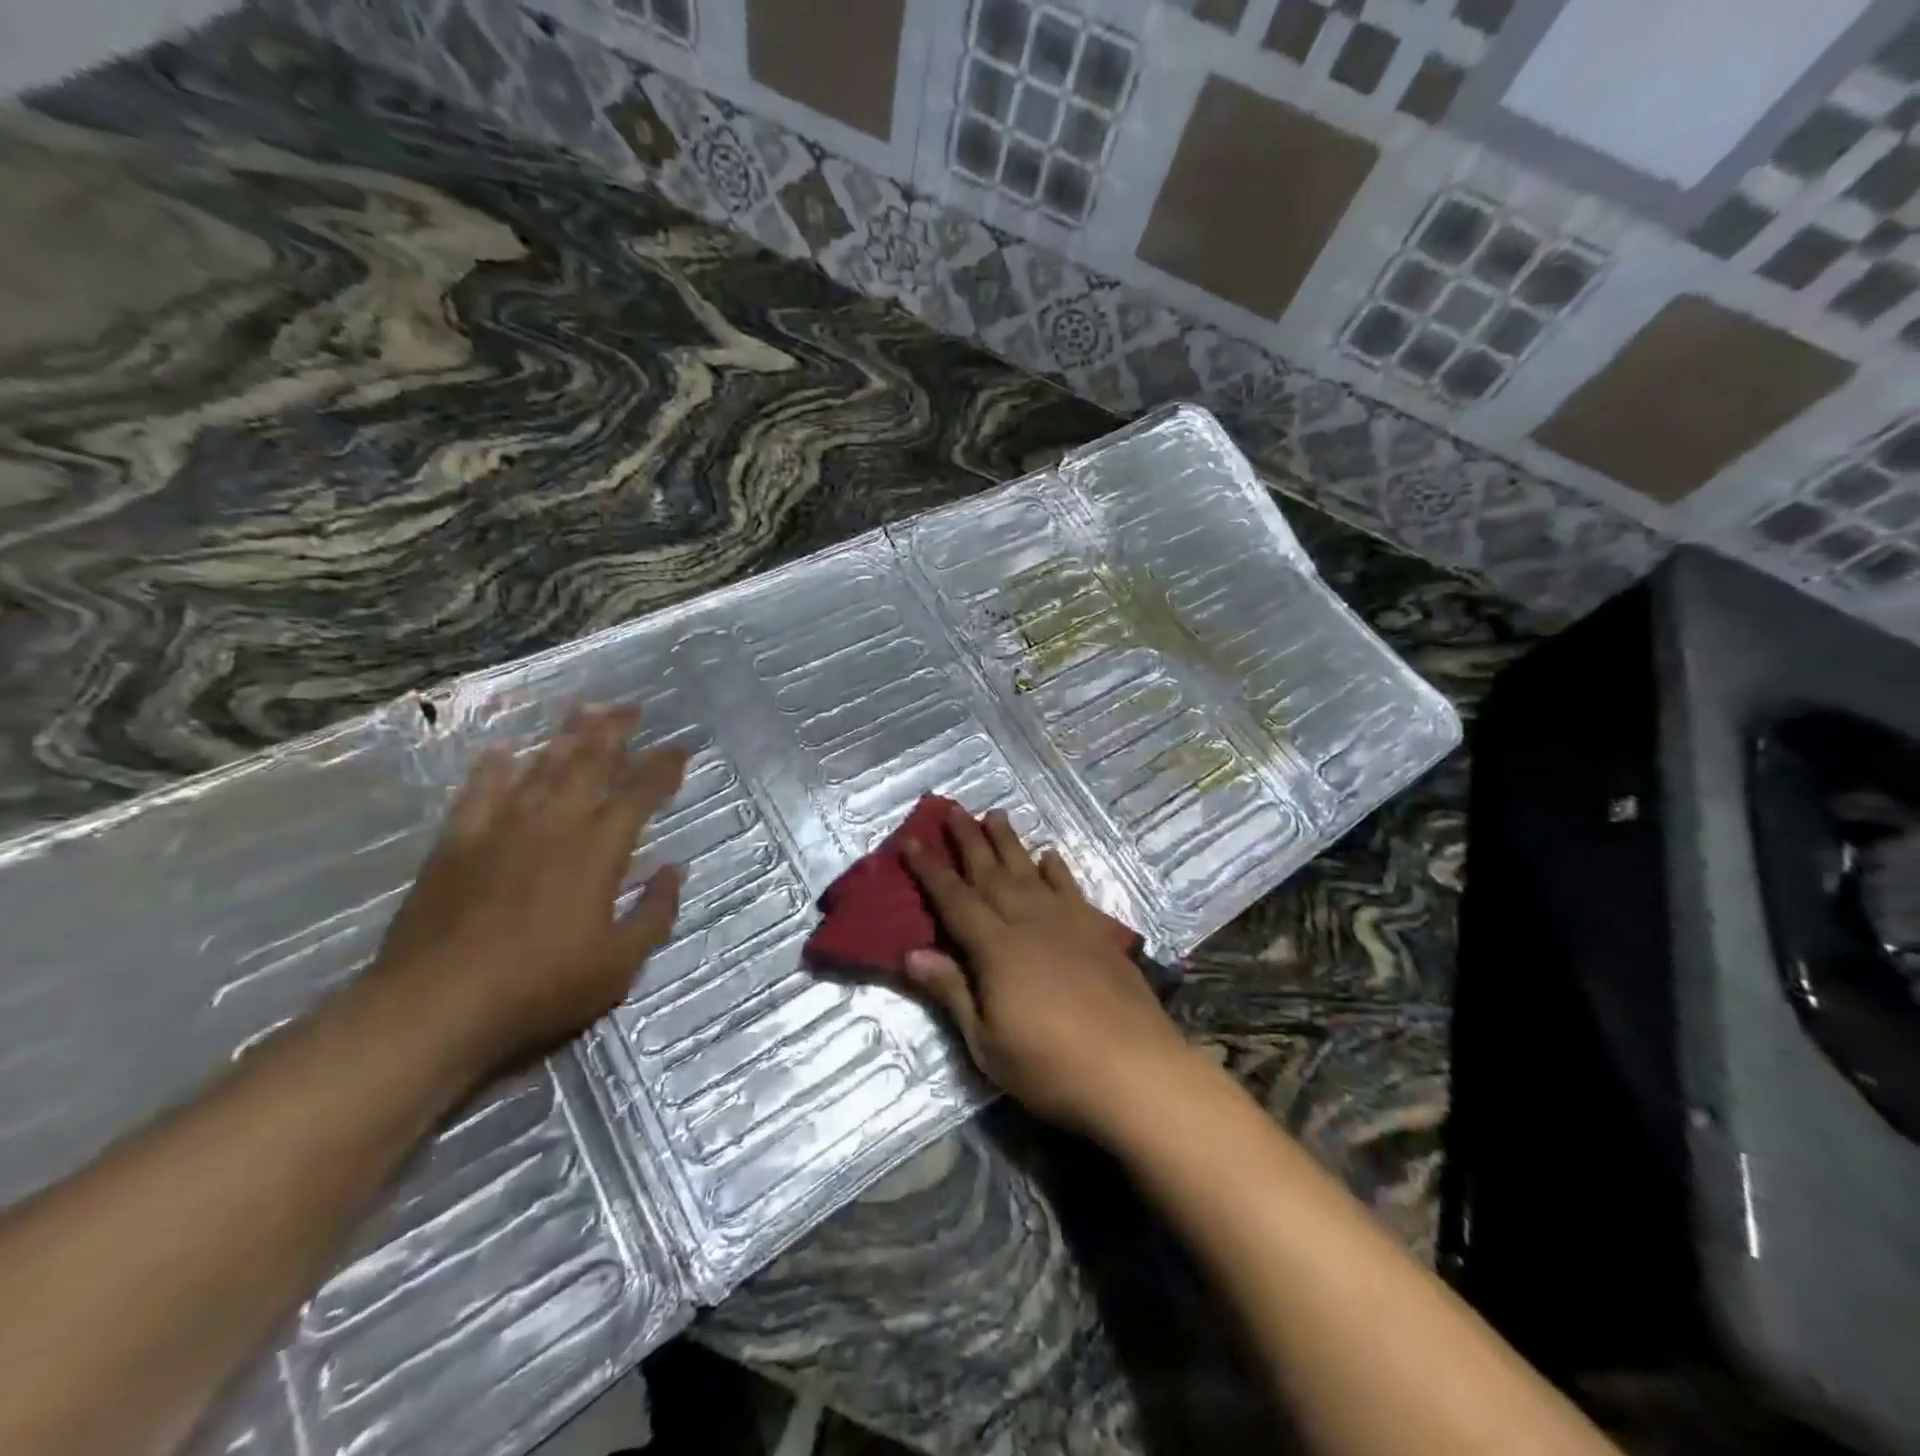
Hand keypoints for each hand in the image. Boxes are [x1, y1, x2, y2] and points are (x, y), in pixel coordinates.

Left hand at [371, 705, 687, 1073]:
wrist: (435, 1006)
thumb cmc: (541, 987)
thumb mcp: (619, 964)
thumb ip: (654, 913)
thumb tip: (674, 870)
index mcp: (597, 850)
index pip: (639, 794)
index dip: (663, 768)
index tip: (680, 748)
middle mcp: (553, 825)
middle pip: (588, 764)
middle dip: (613, 732)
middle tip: (630, 708)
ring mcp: (500, 830)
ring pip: (539, 769)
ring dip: (563, 738)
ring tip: (581, 710)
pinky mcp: (456, 845)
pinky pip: (478, 793)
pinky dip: (492, 769)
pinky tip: (502, 751)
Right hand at [898, 806, 1198, 1139]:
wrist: (1134, 1070)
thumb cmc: (1051, 1067)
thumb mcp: (987, 1043)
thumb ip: (952, 992)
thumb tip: (911, 953)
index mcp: (996, 948)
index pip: (954, 900)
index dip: (930, 870)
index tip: (912, 840)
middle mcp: (1029, 922)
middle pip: (991, 873)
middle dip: (968, 840)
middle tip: (952, 808)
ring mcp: (1067, 923)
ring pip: (1030, 871)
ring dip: (1009, 842)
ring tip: (995, 815)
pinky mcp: (1097, 932)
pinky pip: (1071, 888)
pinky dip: (1057, 869)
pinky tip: (1050, 855)